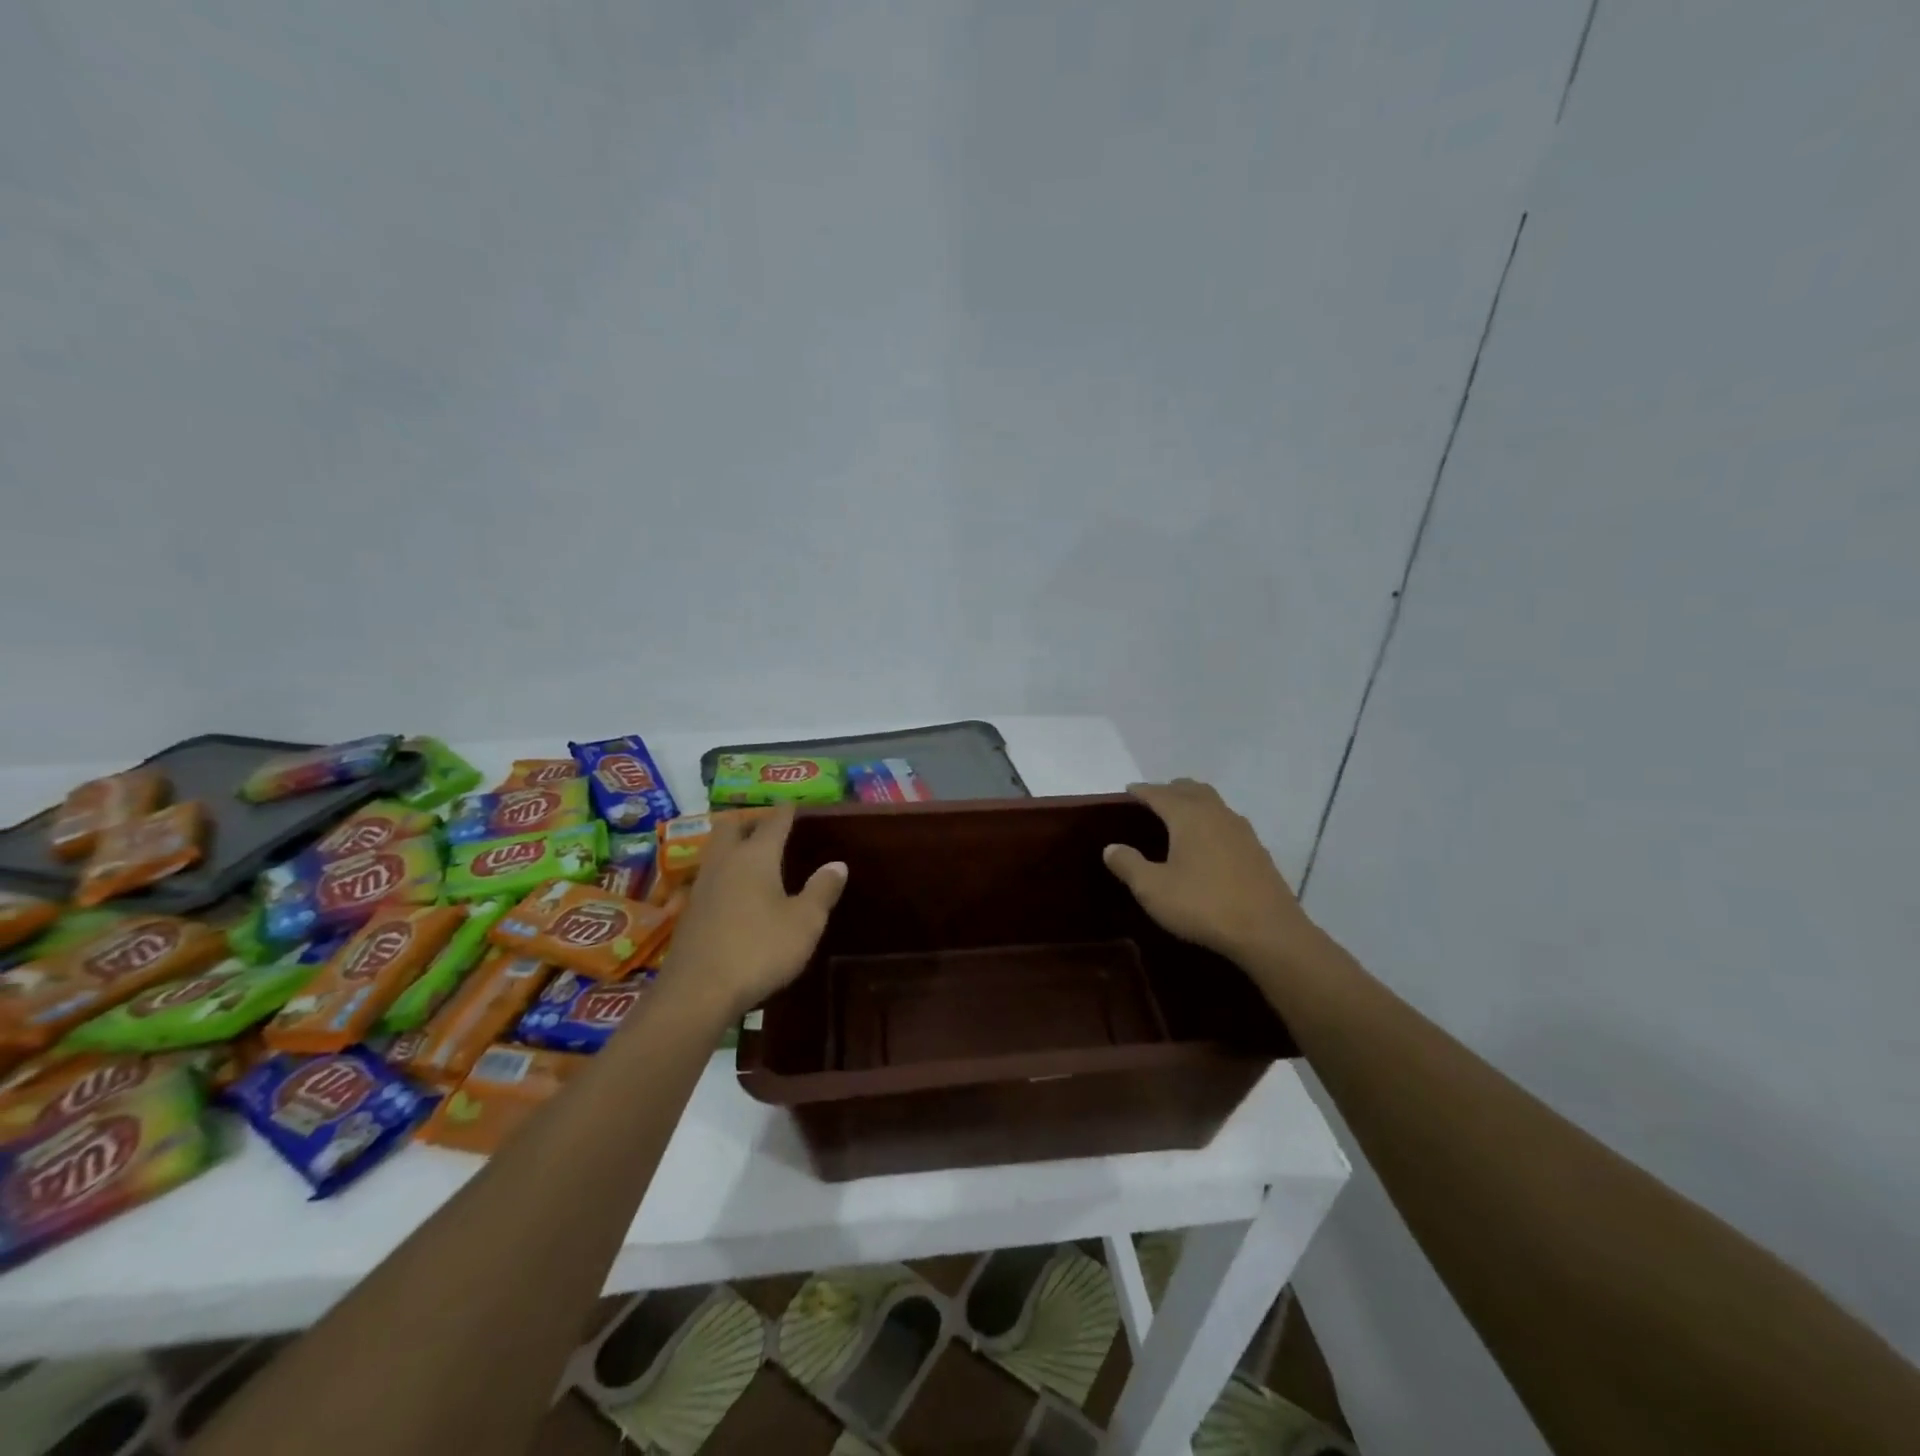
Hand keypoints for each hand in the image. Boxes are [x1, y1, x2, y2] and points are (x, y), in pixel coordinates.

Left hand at [664, 806, 847, 1017]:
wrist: (697, 992)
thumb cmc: (759, 950)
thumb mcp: (805, 922)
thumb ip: (821, 890)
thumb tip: (837, 864)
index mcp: (755, 856)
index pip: (773, 821)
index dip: (786, 811)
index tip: (795, 804)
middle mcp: (725, 862)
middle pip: (731, 827)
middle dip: (750, 822)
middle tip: (770, 829)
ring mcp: (702, 886)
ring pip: (716, 851)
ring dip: (733, 847)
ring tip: (753, 858)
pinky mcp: (689, 911)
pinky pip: (709, 878)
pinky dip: (724, 875)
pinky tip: (735, 894)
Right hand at [1103, 780, 1318, 969]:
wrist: (1268, 931)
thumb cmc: (1203, 905)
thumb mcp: (1153, 889)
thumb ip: (1129, 865)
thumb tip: (1111, 848)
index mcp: (1189, 816)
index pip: (1160, 793)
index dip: (1142, 790)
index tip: (1128, 790)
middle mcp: (1216, 814)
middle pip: (1191, 789)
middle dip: (1170, 789)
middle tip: (1154, 799)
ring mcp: (1241, 831)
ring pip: (1213, 803)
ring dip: (1194, 802)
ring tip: (1179, 816)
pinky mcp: (1257, 850)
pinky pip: (1227, 822)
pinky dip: (1211, 821)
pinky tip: (1208, 842)